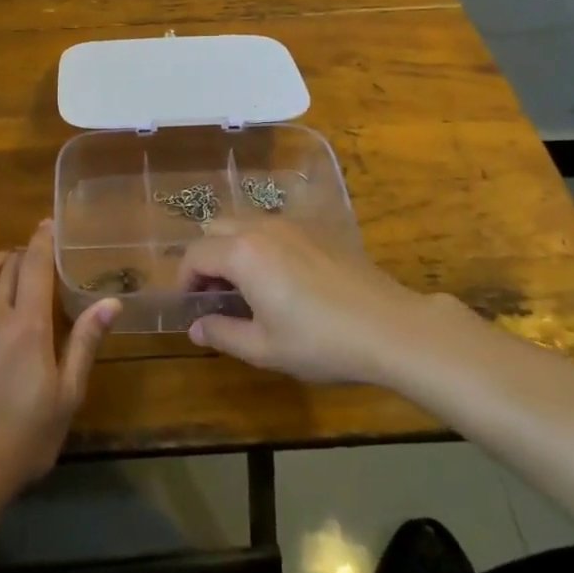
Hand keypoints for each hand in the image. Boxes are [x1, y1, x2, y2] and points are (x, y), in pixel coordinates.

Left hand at [0, 219, 119, 506]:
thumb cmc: (23, 438)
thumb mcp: (66, 396)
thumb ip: (85, 343)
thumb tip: (111, 302)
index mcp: (28, 323)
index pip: (35, 263)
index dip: (43, 239)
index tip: (49, 224)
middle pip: (6, 263)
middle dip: (22, 253)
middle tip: (35, 259)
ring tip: (8, 271)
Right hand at [179, 221, 436, 383]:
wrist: (389, 327)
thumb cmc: (320, 341)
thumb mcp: (264, 348)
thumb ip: (222, 334)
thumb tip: (195, 327)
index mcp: (242, 253)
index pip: (195, 256)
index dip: (184, 280)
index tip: (190, 306)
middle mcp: (262, 228)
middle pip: (216, 229)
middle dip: (206, 258)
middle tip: (214, 294)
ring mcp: (292, 225)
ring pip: (244, 224)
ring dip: (232, 248)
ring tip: (245, 287)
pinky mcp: (317, 230)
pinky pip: (272, 228)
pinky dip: (260, 245)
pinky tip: (280, 279)